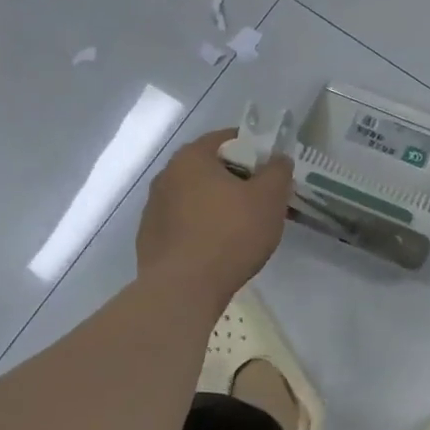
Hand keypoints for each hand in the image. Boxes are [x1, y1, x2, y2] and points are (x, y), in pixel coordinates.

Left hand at [136, 130, 292, 301]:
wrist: (183, 291)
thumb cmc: (230, 234)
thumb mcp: (270, 197)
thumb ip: (278, 171)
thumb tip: (278, 160)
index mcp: (191, 157)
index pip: (228, 139)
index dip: (256, 151)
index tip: (273, 172)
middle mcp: (166, 176)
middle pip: (212, 169)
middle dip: (239, 181)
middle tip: (264, 201)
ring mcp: (153, 209)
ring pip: (197, 198)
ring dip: (220, 206)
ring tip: (244, 230)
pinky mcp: (150, 240)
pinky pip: (185, 225)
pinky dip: (203, 229)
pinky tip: (220, 250)